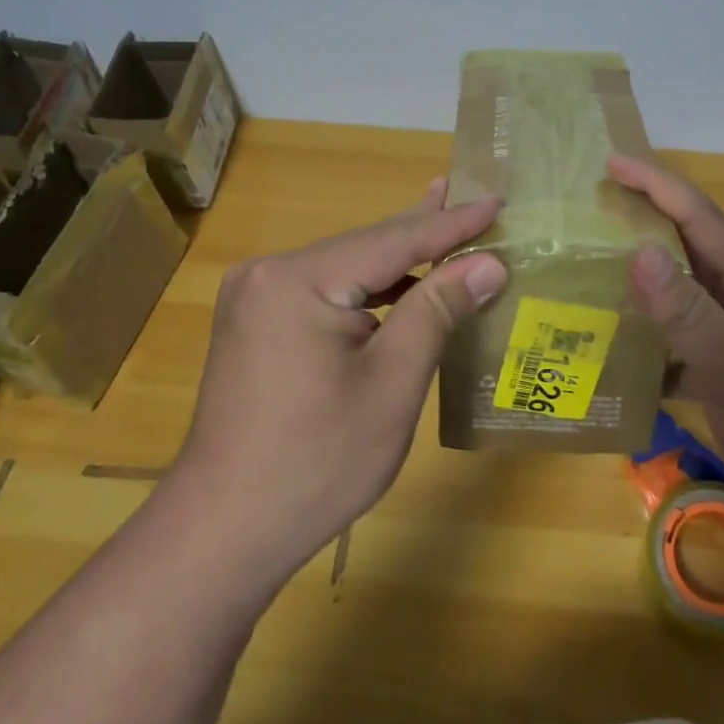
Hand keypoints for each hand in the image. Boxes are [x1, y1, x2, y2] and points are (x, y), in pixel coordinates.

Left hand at [169, 180, 506, 586]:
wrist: (227, 531)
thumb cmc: (319, 460)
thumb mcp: (393, 381)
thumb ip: (438, 309)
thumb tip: (489, 263)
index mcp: (297, 279)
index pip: (393, 240)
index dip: (452, 224)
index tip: (497, 200)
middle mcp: (270, 273)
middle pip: (366, 246)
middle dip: (425, 229)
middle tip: (472, 193)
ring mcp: (257, 297)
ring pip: (348, 268)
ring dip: (400, 259)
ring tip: (447, 225)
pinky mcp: (257, 323)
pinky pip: (327, 291)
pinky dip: (370, 289)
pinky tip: (401, 283)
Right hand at [607, 154, 723, 553]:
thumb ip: (690, 312)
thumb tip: (637, 250)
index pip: (699, 218)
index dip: (655, 185)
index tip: (609, 162)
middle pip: (686, 251)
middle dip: (639, 226)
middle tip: (583, 215)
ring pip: (680, 301)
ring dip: (638, 287)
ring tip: (583, 278)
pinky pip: (680, 349)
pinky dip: (649, 347)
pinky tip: (611, 358)